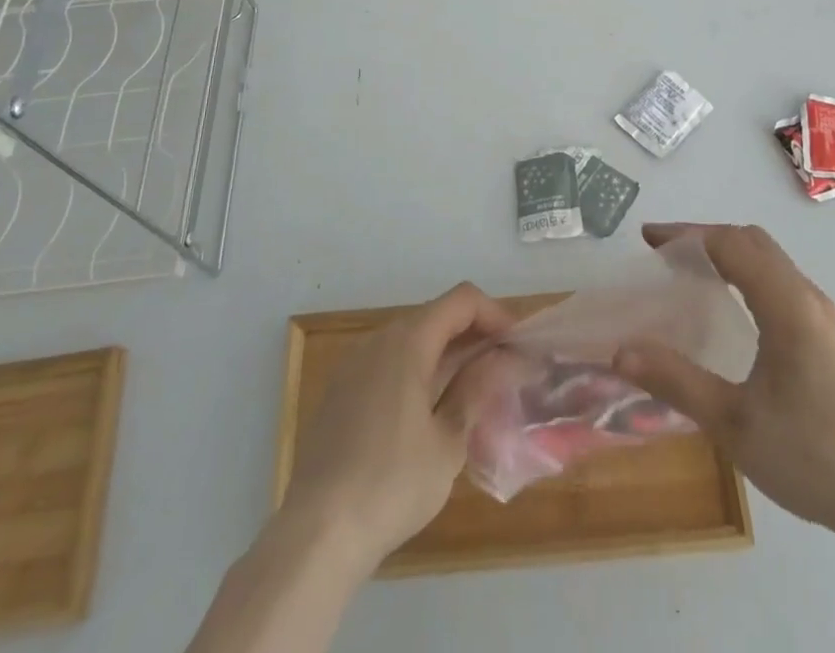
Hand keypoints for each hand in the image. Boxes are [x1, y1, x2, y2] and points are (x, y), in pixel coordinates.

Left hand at [280, 282, 515, 570]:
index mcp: (408, 341)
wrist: (316, 533)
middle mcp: (379, 339)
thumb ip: (477, 391)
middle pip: (436, 316)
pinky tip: (428, 411)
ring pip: (411, 340)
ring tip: (472, 390)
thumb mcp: (448, 443)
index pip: (462, 300)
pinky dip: (417, 371)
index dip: (495, 314)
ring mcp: (354, 364)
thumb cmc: (391, 484)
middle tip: (502, 369)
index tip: (518, 345)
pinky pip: (388, 363)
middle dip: (473, 335)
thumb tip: (502, 360)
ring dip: (445, 354)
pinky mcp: (340, 391)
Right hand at [614, 223, 834, 546]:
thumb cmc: (813, 458)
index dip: (686, 235)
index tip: (648, 240)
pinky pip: (783, 281)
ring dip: (729, 254)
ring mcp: (826, 316)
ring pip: (771, 260)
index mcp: (788, 305)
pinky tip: (733, 309)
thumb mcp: (734, 425)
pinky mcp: (833, 337)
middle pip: (752, 241)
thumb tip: (619, 351)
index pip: (731, 244)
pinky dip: (748, 274)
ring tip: (690, 275)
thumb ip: (676, 381)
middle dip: (705, 237)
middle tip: (664, 255)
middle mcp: (809, 297)